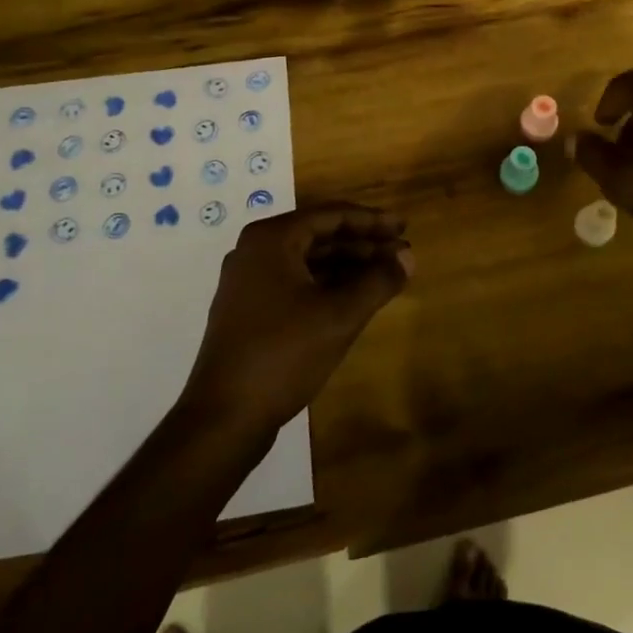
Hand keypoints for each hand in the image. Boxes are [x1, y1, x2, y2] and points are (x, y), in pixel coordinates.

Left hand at [181, 203, 411, 434]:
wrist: (223, 417)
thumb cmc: (283, 355)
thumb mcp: (340, 316)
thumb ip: (378, 281)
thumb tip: (408, 256)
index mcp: (272, 239)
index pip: (330, 215)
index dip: (371, 221)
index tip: (404, 228)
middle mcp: (255, 250)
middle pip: (318, 235)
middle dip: (362, 243)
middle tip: (400, 253)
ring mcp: (247, 281)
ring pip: (307, 260)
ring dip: (346, 264)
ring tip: (384, 274)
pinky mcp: (248, 309)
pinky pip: (294, 281)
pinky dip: (326, 284)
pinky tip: (353, 297)